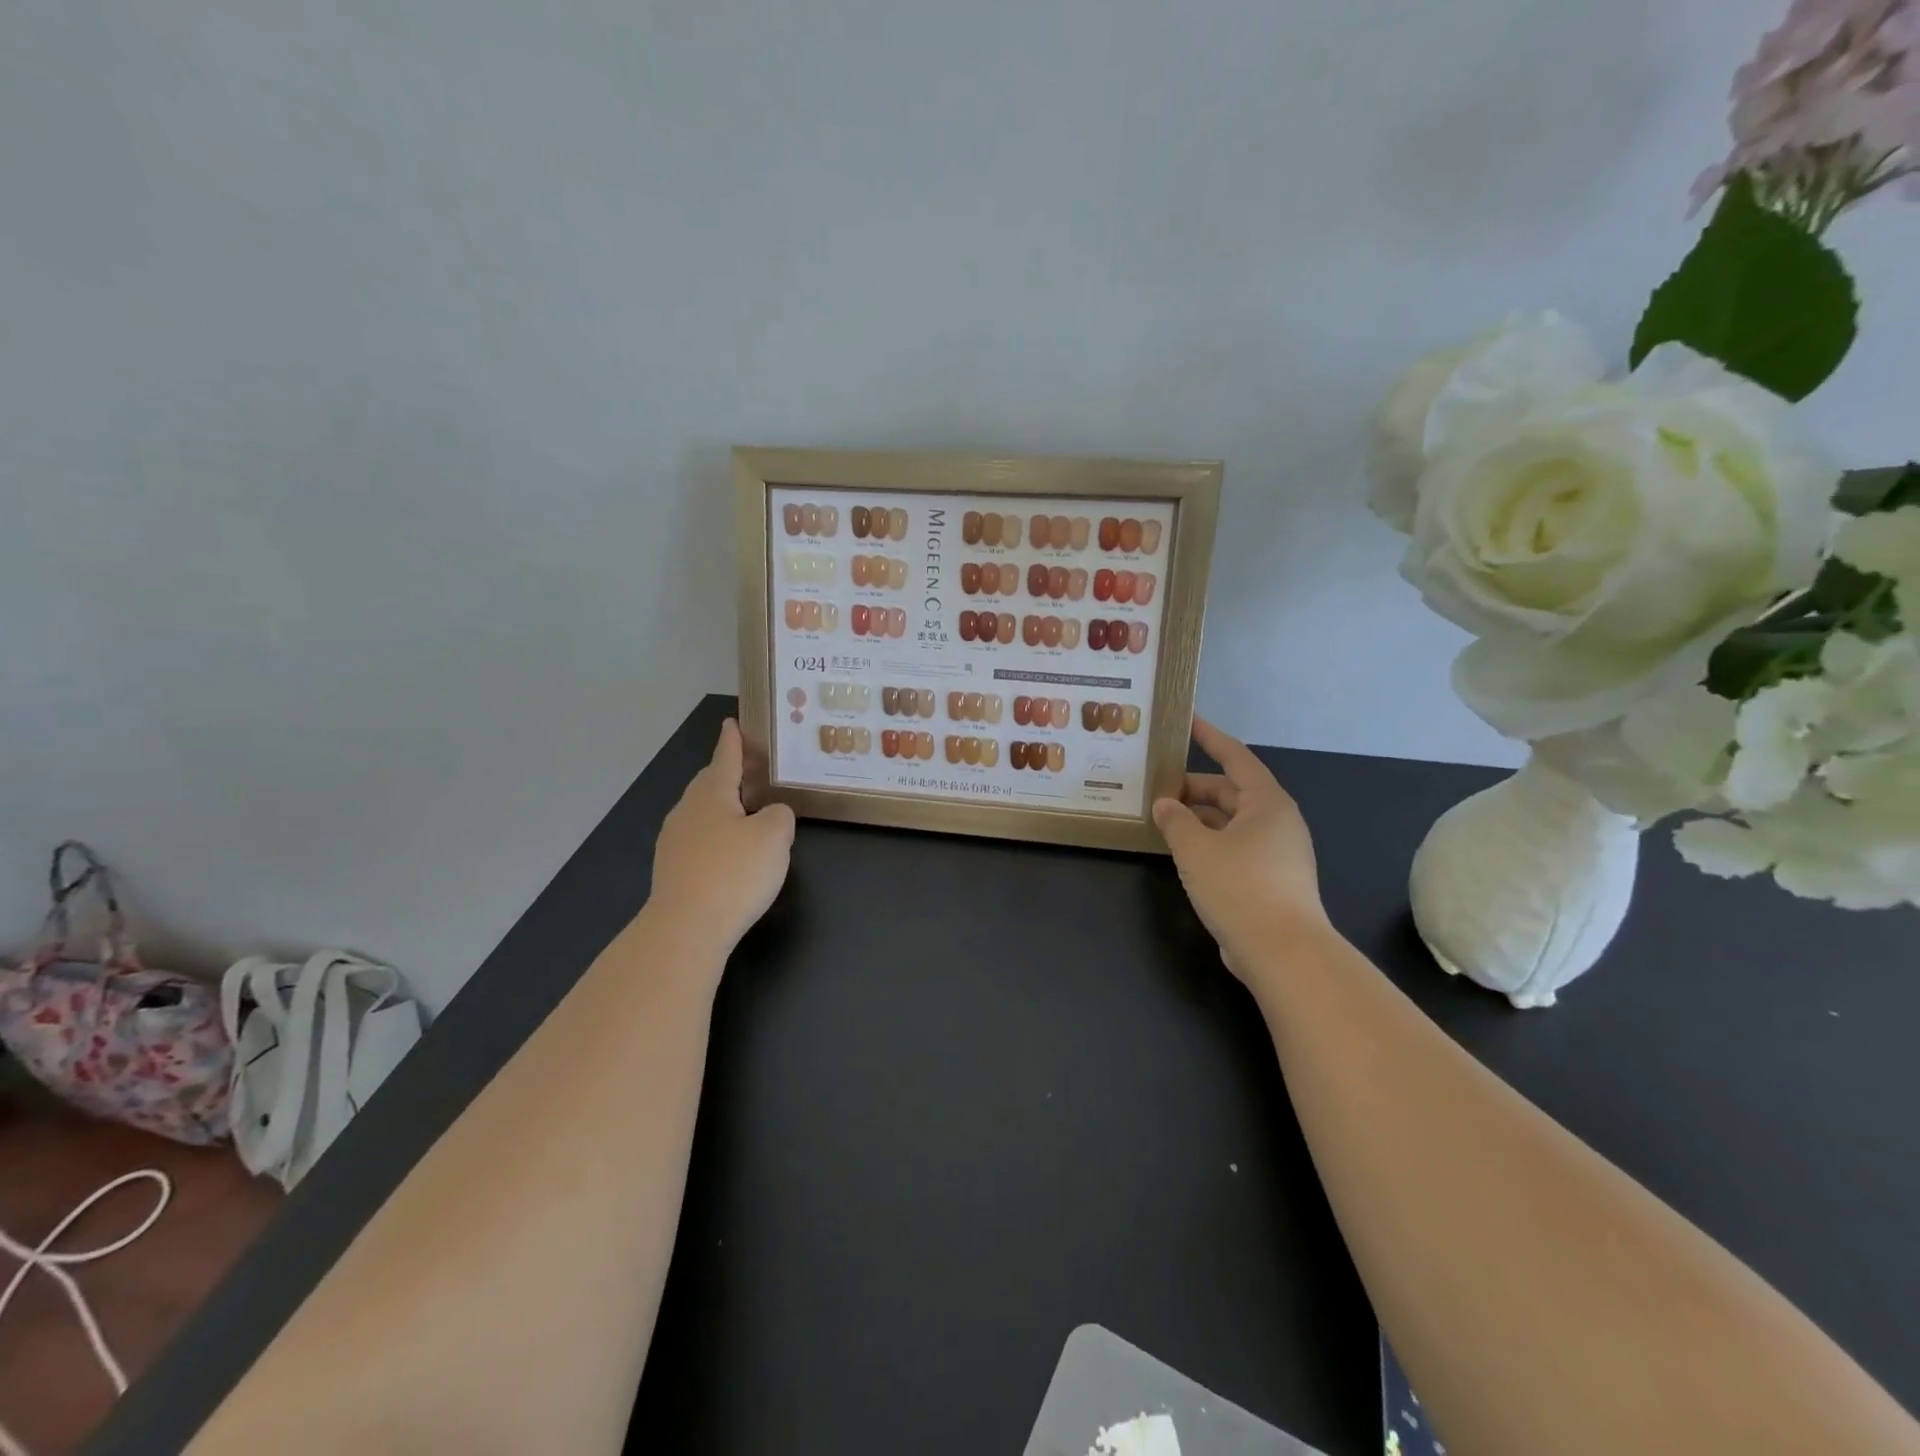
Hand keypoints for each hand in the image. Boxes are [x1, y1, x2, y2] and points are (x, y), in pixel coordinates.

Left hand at [645, 719, 795, 969]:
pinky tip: (730, 853)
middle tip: (749, 769)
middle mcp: (687, 812)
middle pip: (709, 784)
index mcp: (712, 795)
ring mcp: (674, 842)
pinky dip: (716, 836)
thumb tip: (772, 814)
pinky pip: (698, 840)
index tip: (731, 723)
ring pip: (702, 813)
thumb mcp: (775, 836)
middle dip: (727, 774)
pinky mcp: (672, 871)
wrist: (686, 929)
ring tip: (745, 811)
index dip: (732, 741)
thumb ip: (780, 815)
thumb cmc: (734, 872)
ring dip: (723, 807)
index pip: (724, 758)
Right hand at [1153, 717, 1325, 982]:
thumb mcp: (1196, 849)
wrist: (1283, 953)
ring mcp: (1277, 852)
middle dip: (1193, 788)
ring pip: (1231, 822)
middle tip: (1156, 787)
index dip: (1209, 737)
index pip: (1235, 757)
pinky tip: (1183, 852)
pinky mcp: (1271, 880)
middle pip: (1230, 792)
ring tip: (1162, 819)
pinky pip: (1234, 847)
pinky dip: (1209, 842)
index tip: (1187, 721)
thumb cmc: (1240, 887)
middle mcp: (1277, 821)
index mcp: (1266, 803)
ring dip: (1198, 818)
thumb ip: (1175, 820)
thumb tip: (1165, 804)